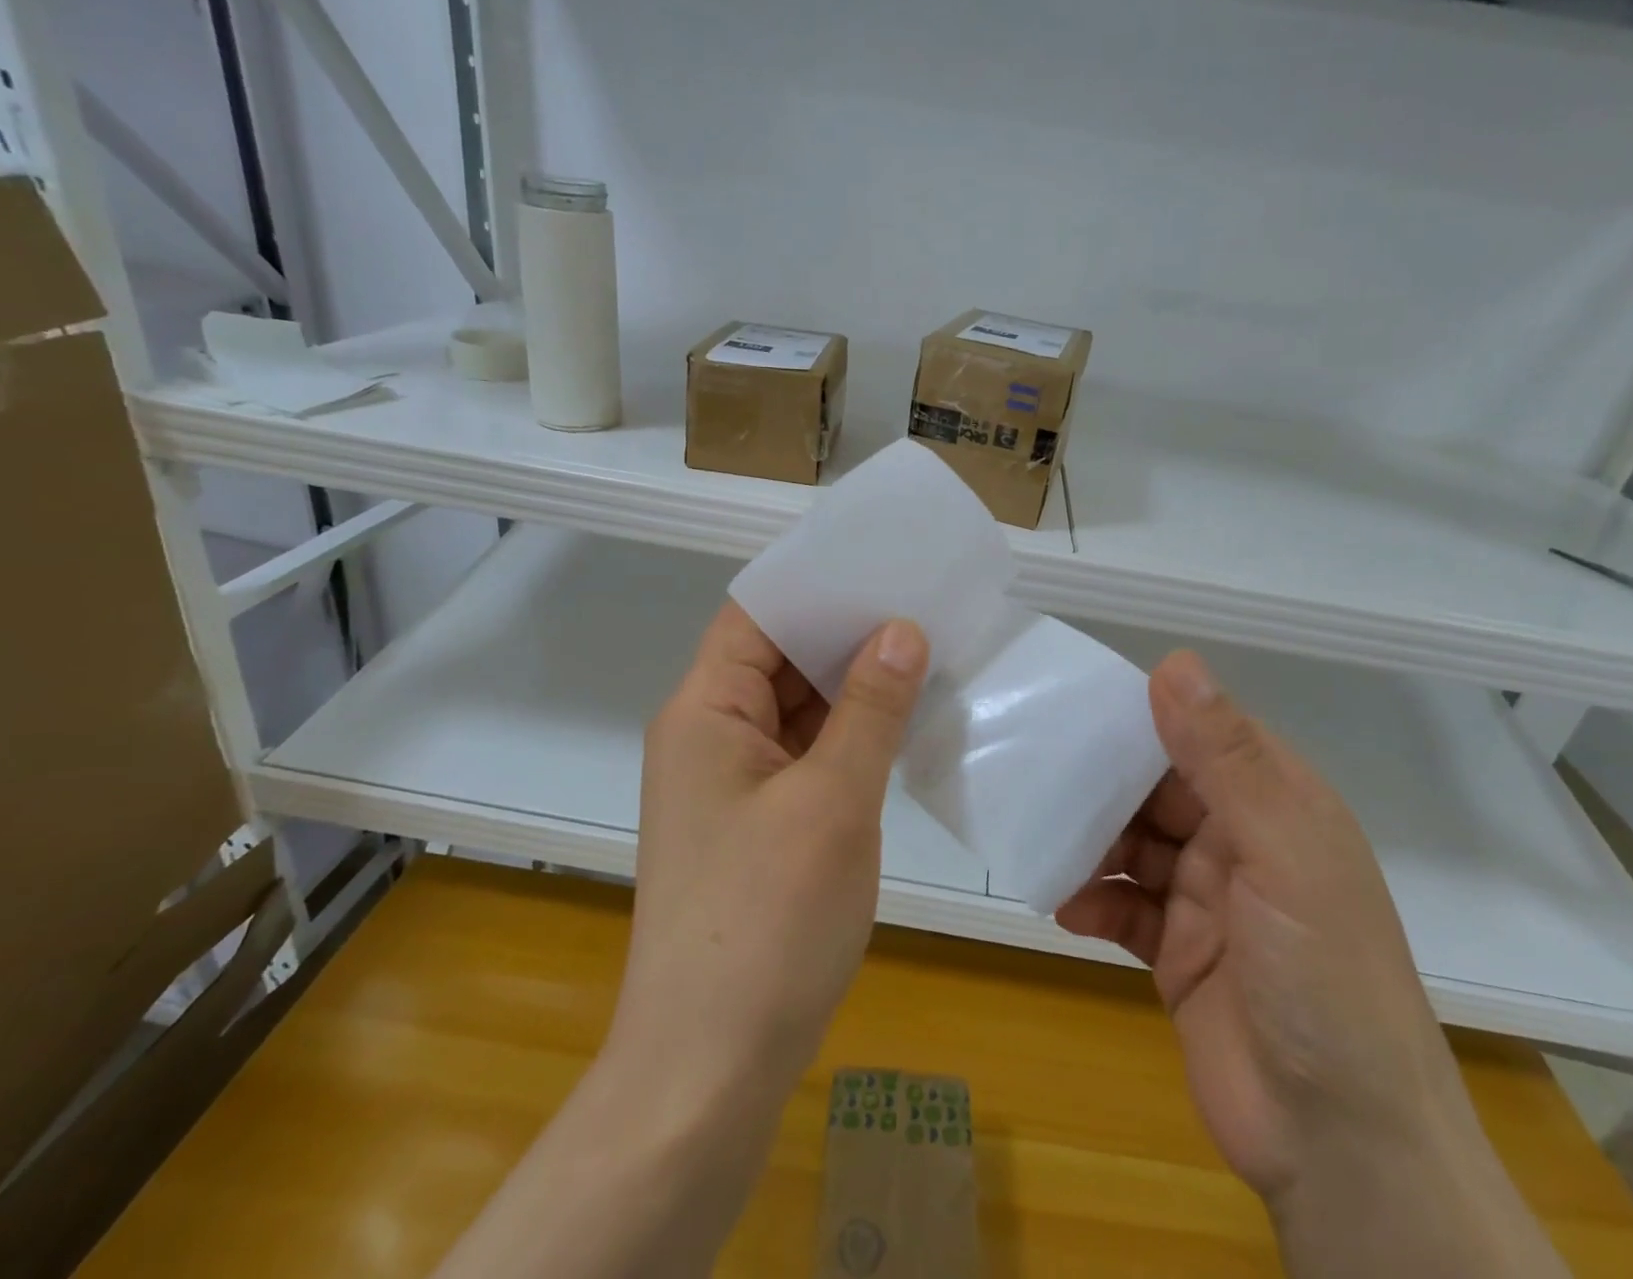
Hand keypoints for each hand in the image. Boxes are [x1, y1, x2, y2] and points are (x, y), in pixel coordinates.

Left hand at [610, 603, 929, 1101]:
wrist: (710, 1071)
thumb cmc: (766, 922)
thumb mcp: (832, 802)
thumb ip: (870, 708)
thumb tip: (902, 628)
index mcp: (706, 711)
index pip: (757, 614)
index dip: (815, 584)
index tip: (882, 562)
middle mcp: (711, 734)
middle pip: (778, 657)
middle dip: (846, 631)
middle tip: (923, 602)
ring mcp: (733, 781)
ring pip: (796, 707)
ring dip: (853, 685)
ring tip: (926, 649)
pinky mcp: (757, 822)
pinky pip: (804, 752)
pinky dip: (848, 733)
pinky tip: (902, 721)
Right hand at [1057, 650, 1452, 1196]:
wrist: (1341, 1146)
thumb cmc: (1323, 975)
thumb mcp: (1281, 852)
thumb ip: (1225, 758)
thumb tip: (1174, 662)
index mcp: (1274, 803)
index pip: (1200, 733)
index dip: (1144, 713)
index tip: (1073, 700)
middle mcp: (1239, 840)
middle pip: (1156, 789)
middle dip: (1102, 780)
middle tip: (1035, 767)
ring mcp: (1206, 898)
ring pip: (1132, 845)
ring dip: (1089, 842)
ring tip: (1038, 834)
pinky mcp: (1176, 951)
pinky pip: (1123, 907)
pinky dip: (1094, 902)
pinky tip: (1066, 907)